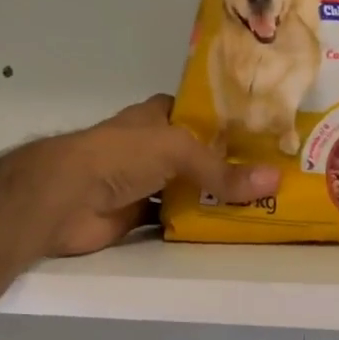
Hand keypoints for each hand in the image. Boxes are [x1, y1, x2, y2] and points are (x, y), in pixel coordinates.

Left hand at [44, 95, 279, 256]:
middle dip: (228, 163)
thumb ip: (221, 170)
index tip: (264, 131)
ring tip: (261, 202)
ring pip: (187, 188)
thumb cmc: (119, 156)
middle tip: (273, 174)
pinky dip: (195, 223)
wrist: (64, 198)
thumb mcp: (176, 150)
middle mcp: (151, 147)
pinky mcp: (136, 215)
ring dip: (214, 197)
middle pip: (197, 154)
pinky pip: (174, 218)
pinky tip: (226, 227)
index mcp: (156, 118)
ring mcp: (143, 182)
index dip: (226, 119)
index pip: (197, 111)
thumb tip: (274, 181)